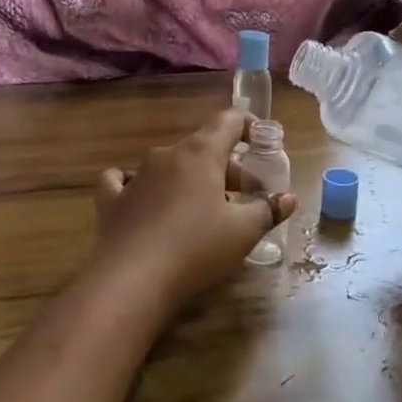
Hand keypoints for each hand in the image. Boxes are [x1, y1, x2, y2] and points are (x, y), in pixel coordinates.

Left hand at [90, 109, 297, 313]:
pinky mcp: (113, 200)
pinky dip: (140, 186)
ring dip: (192, 180)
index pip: (229, 120)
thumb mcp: (243, 232)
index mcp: (200, 153)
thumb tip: (288, 198)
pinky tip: (142, 199)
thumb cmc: (195, 249)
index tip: (264, 141)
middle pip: (204, 147)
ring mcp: (136, 175)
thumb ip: (268, 210)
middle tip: (246, 196)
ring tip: (204, 209)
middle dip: (228, 167)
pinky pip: (125, 181)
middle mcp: (167, 154)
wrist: (130, 281)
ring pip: (171, 165)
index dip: (250, 125)